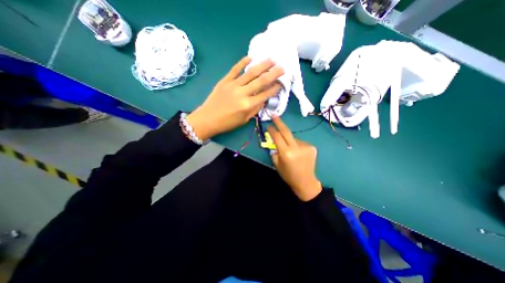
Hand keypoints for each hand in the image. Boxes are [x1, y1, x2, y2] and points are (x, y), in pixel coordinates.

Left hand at [189, 57, 285, 139]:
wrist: (207, 119)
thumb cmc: (228, 123)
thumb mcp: (244, 119)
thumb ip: (255, 109)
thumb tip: (264, 99)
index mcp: (247, 105)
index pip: (265, 94)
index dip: (275, 88)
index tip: (281, 82)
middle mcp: (242, 93)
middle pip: (261, 81)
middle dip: (273, 73)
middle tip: (282, 67)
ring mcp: (233, 85)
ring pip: (250, 73)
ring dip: (262, 65)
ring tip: (271, 59)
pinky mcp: (224, 81)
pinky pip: (235, 69)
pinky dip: (242, 62)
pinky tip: (250, 57)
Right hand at [266, 115, 321, 201]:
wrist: (306, 181)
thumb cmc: (288, 175)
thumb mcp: (277, 164)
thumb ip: (275, 151)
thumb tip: (275, 142)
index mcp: (286, 153)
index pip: (277, 137)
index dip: (272, 130)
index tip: (268, 125)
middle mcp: (296, 148)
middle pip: (286, 131)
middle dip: (279, 122)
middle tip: (274, 115)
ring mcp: (305, 146)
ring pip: (293, 138)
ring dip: (289, 140)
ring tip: (289, 149)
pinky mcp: (311, 147)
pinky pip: (300, 142)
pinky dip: (296, 145)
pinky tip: (297, 152)